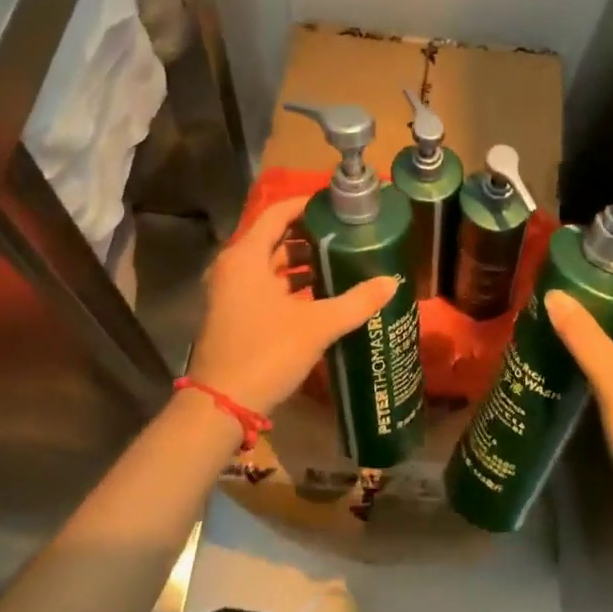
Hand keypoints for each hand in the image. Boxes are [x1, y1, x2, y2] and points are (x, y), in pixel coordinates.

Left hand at [187, 197, 398, 414]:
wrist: (221, 406)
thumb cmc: (266, 353)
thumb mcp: (317, 325)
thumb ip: (356, 302)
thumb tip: (391, 282)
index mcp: (246, 256)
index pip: (278, 213)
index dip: (308, 205)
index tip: (339, 206)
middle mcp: (234, 266)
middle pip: (276, 237)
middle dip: (311, 236)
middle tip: (347, 235)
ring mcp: (231, 291)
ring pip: (271, 264)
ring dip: (303, 262)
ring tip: (341, 262)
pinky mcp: (234, 313)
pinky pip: (265, 285)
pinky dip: (291, 284)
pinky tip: (322, 294)